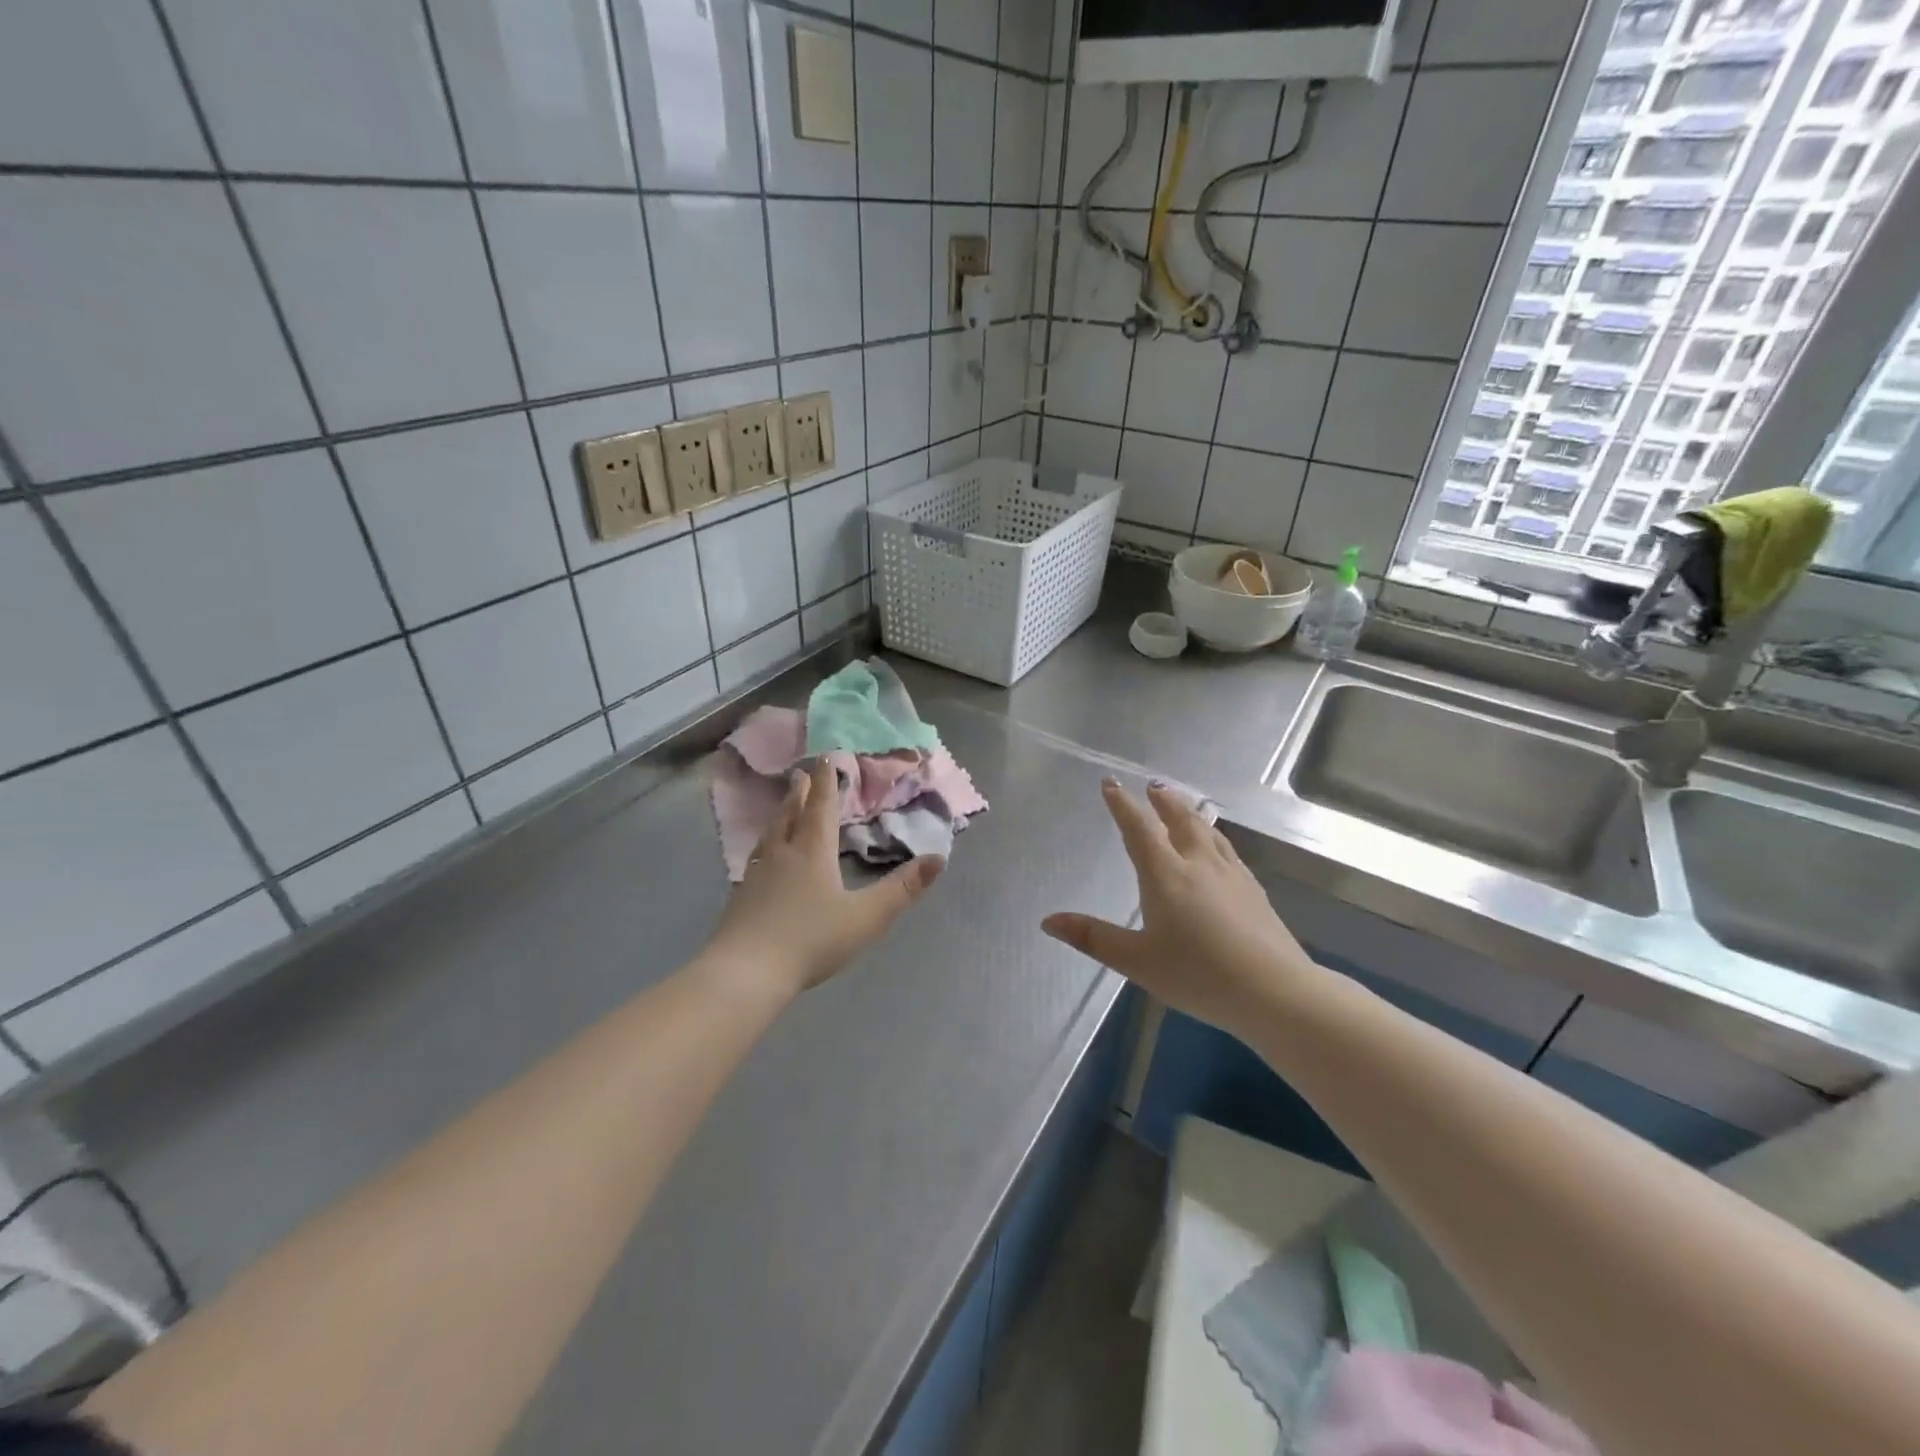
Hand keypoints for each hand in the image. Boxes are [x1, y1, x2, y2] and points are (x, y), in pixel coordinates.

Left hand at [706, 758, 943, 998]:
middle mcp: (783, 853)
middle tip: (801, 773)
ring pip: (771, 833)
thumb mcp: (866, 917)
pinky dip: (765, 844)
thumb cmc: (810, 940)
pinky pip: (756, 856)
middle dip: (801, 792)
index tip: (825, 758)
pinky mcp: (741, 895)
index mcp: (813, 852)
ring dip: (781, 813)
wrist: (745, 972)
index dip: (826, 783)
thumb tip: (939, 858)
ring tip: (784, 806)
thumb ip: (902, 889)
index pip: (821, 808)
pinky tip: (762, 857)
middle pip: (792, 814)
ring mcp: (757, 873)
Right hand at [1043, 781, 1315, 1031]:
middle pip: (1179, 821)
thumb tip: (1048, 921)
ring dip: (1190, 813)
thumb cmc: (1198, 975)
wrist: (1274, 991)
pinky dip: (1214, 836)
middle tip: (1154, 786)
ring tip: (1182, 804)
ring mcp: (1231, 875)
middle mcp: (1198, 864)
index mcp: (1166, 875)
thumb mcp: (1137, 961)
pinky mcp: (1254, 890)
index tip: (1111, 783)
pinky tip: (1218, 848)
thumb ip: (1093, 938)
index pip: (1139, 830)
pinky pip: (1227, 850)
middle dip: (1163, 801)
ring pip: (1207, 832)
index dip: (1122, 805)